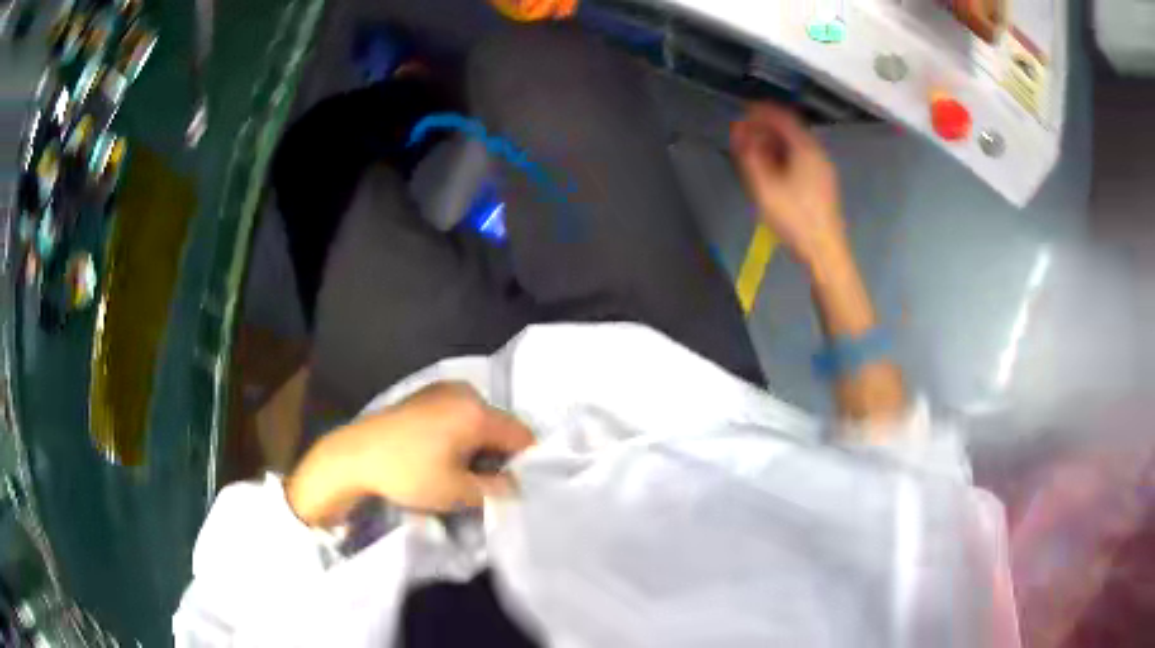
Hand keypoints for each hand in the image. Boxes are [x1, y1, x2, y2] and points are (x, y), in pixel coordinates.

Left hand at [286, 382, 534, 526]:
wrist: (354, 455)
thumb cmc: (408, 474)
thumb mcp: (458, 492)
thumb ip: (497, 491)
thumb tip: (515, 486)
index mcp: (477, 412)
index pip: (523, 437)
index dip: (523, 464)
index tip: (510, 487)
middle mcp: (465, 393)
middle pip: (501, 426)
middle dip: (498, 455)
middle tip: (481, 483)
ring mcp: (444, 389)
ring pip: (480, 420)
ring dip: (479, 445)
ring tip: (458, 471)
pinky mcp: (426, 393)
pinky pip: (459, 413)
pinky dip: (461, 433)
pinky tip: (440, 454)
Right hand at [731, 103, 845, 266]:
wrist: (824, 252)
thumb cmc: (794, 219)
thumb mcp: (764, 187)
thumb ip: (750, 156)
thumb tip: (740, 135)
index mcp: (806, 149)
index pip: (782, 117)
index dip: (760, 112)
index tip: (741, 114)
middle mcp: (817, 153)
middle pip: (790, 130)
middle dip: (764, 128)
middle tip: (743, 136)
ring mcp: (823, 169)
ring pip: (795, 145)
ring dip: (773, 143)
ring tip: (752, 153)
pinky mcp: (823, 184)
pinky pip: (801, 158)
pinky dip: (783, 156)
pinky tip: (771, 169)